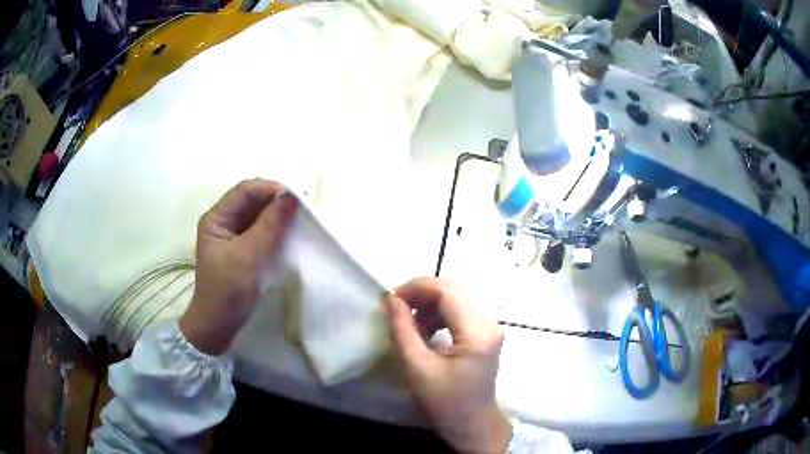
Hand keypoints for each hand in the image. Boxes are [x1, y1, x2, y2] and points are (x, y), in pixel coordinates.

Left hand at [179, 179, 297, 354]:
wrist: (218, 326)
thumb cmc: (227, 291)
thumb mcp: (249, 256)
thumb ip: (270, 225)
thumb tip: (292, 196)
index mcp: (216, 218)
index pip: (246, 191)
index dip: (271, 190)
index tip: (298, 200)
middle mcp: (223, 221)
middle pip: (252, 201)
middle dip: (277, 202)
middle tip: (304, 211)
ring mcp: (231, 236)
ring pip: (258, 215)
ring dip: (278, 216)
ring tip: (300, 221)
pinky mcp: (241, 249)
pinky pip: (260, 231)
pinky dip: (275, 230)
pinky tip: (289, 235)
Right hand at [383, 278, 510, 453]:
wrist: (472, 424)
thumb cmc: (445, 402)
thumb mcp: (418, 368)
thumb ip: (403, 330)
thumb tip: (391, 299)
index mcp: (477, 332)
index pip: (448, 291)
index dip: (417, 287)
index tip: (391, 298)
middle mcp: (489, 323)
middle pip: (453, 292)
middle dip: (421, 294)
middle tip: (395, 307)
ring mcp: (489, 328)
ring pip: (455, 300)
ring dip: (428, 305)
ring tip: (408, 322)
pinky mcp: (484, 335)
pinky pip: (459, 313)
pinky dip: (438, 316)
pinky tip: (424, 331)